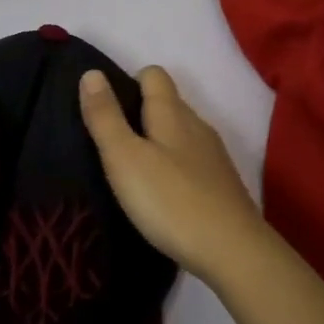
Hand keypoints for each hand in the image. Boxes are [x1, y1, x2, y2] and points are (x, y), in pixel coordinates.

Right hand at [78, 65, 270, 282]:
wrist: (231, 251)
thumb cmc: (169, 200)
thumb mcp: (124, 157)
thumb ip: (105, 116)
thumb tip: (91, 73)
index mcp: (173, 113)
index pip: (153, 75)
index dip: (129, 82)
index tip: (106, 109)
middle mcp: (197, 126)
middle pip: (168, 103)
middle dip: (139, 113)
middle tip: (110, 143)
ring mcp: (213, 156)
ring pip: (180, 134)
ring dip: (157, 142)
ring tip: (131, 170)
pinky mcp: (221, 184)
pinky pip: (192, 161)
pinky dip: (173, 167)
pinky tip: (161, 193)